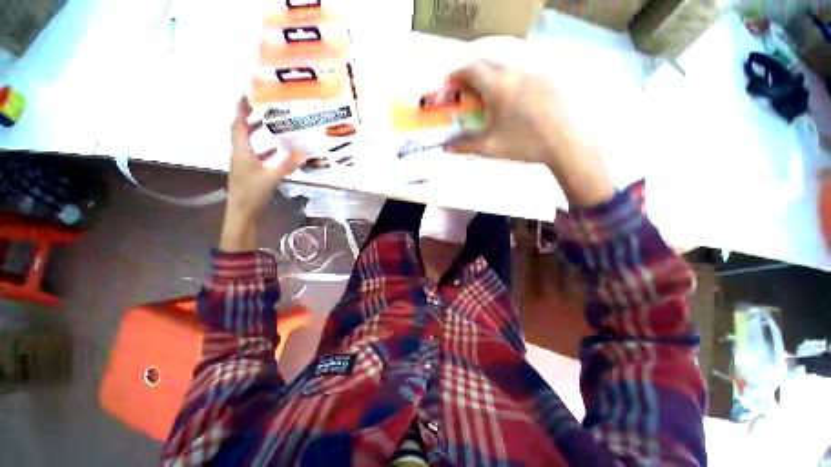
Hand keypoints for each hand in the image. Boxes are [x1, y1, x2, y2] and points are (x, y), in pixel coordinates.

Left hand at [220, 96, 303, 251]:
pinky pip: (254, 154)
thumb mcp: (272, 176)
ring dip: (255, 132)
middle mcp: (239, 153)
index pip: (237, 124)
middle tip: (261, 107)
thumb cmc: (252, 192)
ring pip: (247, 142)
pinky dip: (263, 149)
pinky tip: (275, 150)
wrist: (242, 212)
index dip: (240, 108)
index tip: (246, 94)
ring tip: (268, 124)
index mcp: (241, 150)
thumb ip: (288, 163)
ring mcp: (243, 163)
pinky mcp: (249, 171)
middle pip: (240, 130)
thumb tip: (304, 151)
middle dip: (248, 117)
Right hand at [445, 60, 614, 206]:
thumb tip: (446, 148)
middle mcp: (513, 72)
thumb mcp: (490, 147)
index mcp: (498, 88)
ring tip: (485, 93)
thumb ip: (465, 145)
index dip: (454, 75)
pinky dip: (505, 76)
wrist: (562, 143)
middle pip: (484, 60)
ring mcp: (531, 71)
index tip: (449, 86)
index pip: (469, 68)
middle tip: (464, 90)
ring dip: (487, 73)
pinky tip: (507, 95)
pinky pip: (518, 68)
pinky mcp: (543, 75)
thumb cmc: (523, 145)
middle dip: (469, 71)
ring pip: (502, 62)